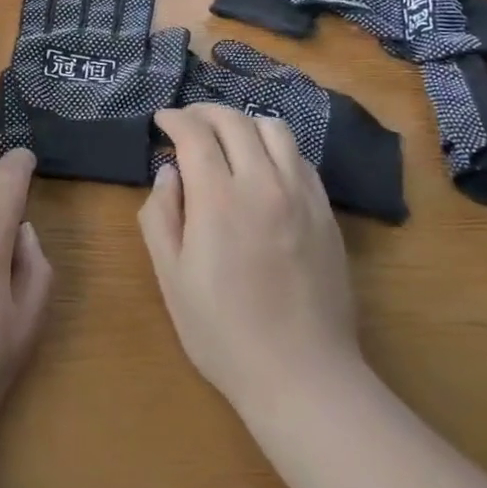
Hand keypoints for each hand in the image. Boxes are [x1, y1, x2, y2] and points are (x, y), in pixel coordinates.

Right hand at [141, 105, 366, 423]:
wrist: (302, 375)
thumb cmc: (223, 332)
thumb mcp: (171, 278)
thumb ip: (160, 216)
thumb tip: (169, 173)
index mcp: (218, 200)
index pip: (195, 133)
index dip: (175, 119)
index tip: (162, 120)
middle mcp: (263, 184)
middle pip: (234, 121)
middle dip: (204, 112)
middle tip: (188, 122)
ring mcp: (301, 196)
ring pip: (275, 129)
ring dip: (244, 123)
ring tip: (227, 138)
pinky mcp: (326, 212)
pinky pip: (300, 158)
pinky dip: (275, 147)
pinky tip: (264, 167)